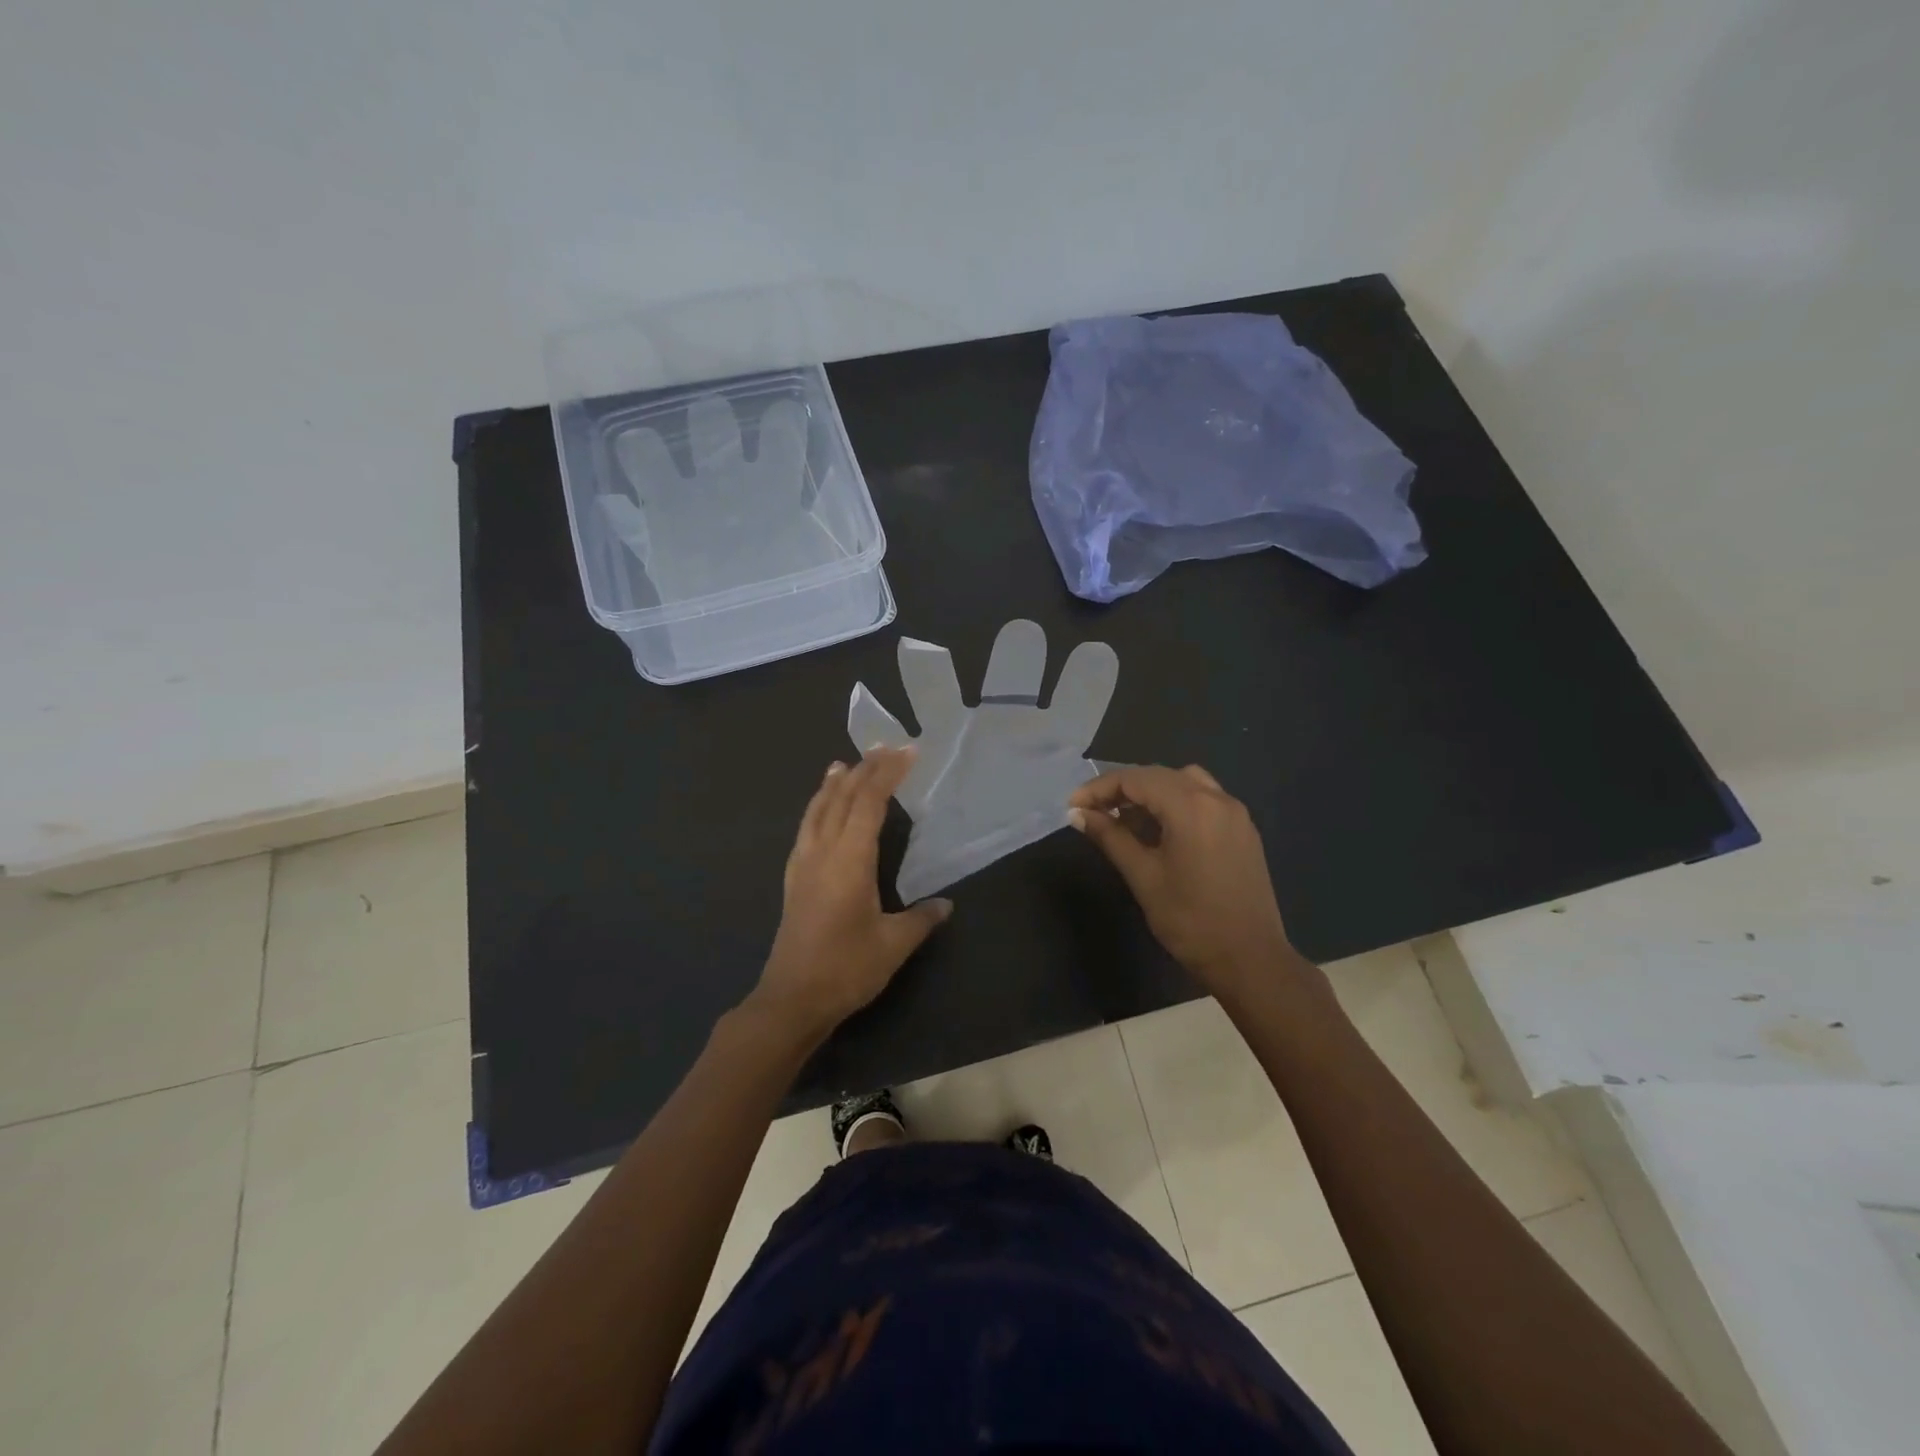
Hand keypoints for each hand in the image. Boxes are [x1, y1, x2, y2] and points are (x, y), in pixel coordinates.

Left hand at [751, 747, 951, 1036]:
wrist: (792, 998)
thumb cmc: (846, 968)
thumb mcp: (893, 945)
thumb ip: (921, 919)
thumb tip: (945, 904)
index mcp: (850, 860)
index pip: (869, 803)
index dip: (888, 774)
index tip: (907, 752)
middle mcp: (823, 852)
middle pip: (843, 798)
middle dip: (865, 770)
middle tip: (885, 747)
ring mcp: (803, 864)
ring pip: (818, 810)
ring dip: (834, 784)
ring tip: (844, 764)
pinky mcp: (793, 879)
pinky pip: (806, 828)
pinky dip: (817, 807)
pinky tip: (820, 810)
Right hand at [1069, 764, 1293, 998]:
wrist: (1250, 960)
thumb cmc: (1190, 920)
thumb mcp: (1143, 876)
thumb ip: (1110, 837)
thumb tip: (1078, 814)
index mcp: (1191, 806)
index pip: (1136, 779)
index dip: (1100, 788)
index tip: (1074, 806)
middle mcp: (1217, 798)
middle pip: (1160, 775)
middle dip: (1123, 788)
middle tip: (1093, 812)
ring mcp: (1235, 813)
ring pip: (1184, 783)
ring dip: (1151, 792)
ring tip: (1126, 819)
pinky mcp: (1244, 830)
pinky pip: (1204, 799)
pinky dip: (1176, 803)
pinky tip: (1160, 831)